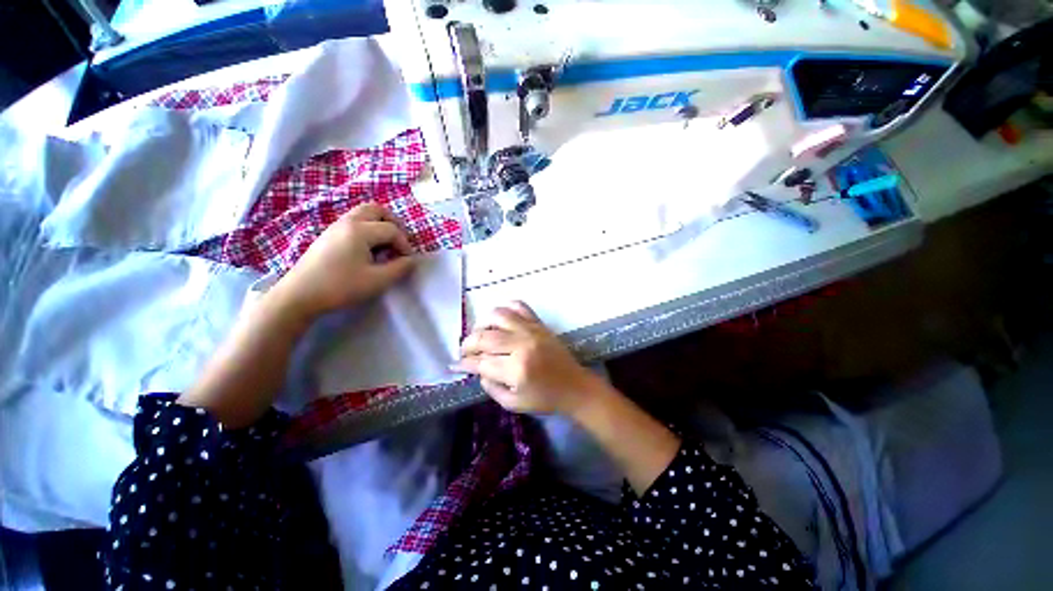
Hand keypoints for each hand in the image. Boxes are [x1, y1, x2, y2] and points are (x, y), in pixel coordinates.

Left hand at [272, 204, 414, 318]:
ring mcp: (335, 227)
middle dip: (393, 223)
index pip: (392, 230)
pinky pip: (354, 222)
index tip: (407, 261)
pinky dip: (368, 229)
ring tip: (386, 246)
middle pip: (376, 209)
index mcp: (360, 230)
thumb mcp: (377, 280)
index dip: (405, 245)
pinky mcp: (328, 236)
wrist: (299, 295)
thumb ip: (400, 268)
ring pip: (363, 214)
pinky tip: (368, 250)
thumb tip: (411, 260)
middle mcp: (347, 222)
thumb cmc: (341, 286)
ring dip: (380, 225)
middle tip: (399, 242)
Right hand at [456, 302, 601, 417]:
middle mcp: (522, 345)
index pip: (481, 362)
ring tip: (479, 333)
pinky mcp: (539, 324)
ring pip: (498, 316)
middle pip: (484, 337)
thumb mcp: (514, 403)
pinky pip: (519, 306)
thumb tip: (478, 370)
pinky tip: (499, 318)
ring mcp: (531, 330)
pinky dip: (505, 308)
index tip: (455, 364)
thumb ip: (491, 388)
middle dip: (468, 344)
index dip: (464, 364)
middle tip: (464, 351)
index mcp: (516, 370)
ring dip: (482, 323)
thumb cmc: (545, 399)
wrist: (574, 386)